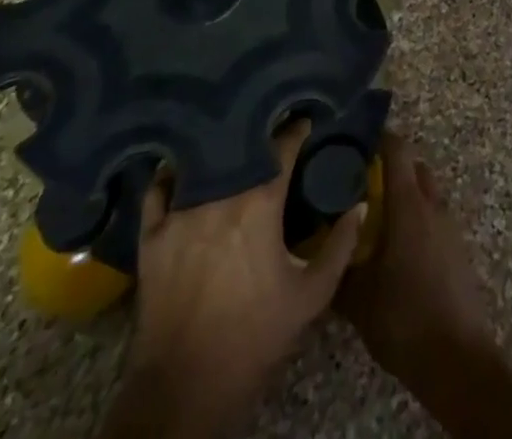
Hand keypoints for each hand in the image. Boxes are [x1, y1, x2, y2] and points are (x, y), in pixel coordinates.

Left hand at [104, 122, 364, 438]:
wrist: (185, 391)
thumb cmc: (254, 339)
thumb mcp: (311, 296)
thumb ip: (341, 246)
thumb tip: (360, 204)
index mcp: (260, 204)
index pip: (283, 147)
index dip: (298, 130)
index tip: (307, 120)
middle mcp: (219, 197)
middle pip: (242, 148)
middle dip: (260, 134)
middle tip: (272, 128)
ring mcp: (180, 214)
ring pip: (202, 162)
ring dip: (220, 150)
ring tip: (233, 143)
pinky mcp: (152, 236)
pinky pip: (158, 190)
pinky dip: (171, 175)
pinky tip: (182, 169)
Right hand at [337, 133, 493, 392]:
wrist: (455, 356)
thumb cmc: (404, 317)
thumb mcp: (358, 298)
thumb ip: (338, 267)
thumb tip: (320, 249)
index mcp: (409, 204)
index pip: (398, 150)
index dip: (379, 138)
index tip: (355, 141)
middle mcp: (432, 204)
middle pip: (414, 167)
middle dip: (390, 168)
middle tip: (359, 183)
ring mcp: (448, 225)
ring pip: (425, 192)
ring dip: (404, 195)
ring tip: (374, 216)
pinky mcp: (456, 247)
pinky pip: (433, 217)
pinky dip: (416, 218)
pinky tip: (396, 246)